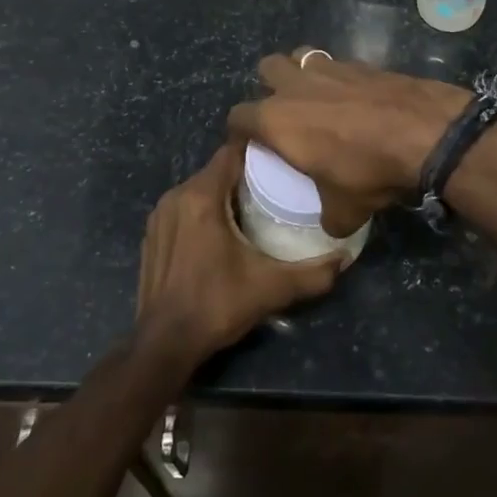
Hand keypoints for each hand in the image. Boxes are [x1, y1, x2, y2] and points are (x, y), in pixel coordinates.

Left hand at [135, 144, 343, 367]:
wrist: (163, 344)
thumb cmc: (216, 306)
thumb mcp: (271, 288)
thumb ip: (313, 273)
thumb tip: (345, 258)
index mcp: (201, 197)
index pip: (231, 152)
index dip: (258, 153)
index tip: (283, 163)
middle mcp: (176, 197)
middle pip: (216, 170)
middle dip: (245, 176)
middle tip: (277, 188)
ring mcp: (159, 216)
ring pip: (199, 189)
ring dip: (224, 194)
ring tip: (255, 209)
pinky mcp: (151, 235)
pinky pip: (184, 208)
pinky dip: (203, 211)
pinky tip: (223, 233)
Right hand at [227, 49, 469, 236]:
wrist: (425, 133)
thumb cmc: (369, 171)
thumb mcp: (345, 211)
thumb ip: (329, 218)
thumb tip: (332, 225)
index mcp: (277, 120)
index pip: (238, 117)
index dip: (239, 133)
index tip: (250, 147)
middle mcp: (296, 86)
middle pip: (266, 68)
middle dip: (269, 86)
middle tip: (285, 113)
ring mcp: (330, 68)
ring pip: (301, 56)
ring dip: (302, 72)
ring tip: (317, 96)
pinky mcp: (362, 63)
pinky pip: (338, 63)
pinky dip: (339, 77)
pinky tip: (355, 98)